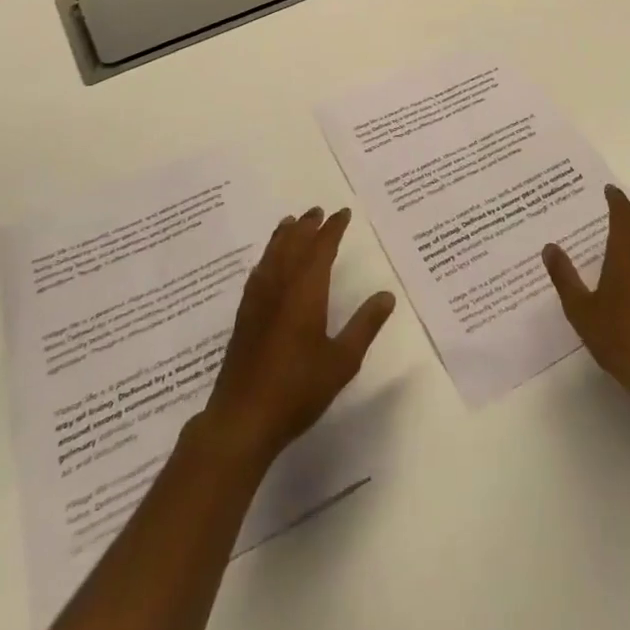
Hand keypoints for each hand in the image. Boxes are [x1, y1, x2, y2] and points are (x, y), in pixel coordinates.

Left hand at [203, 207, 395, 466]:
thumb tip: (387, 295)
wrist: (242, 419)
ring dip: (284, 236)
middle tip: (318, 210)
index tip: (343, 213)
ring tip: (292, 222)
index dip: (333, 228)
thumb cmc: (298, 389)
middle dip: (308, 226)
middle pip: (294, 244)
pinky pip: (258, 272)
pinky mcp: (244, 316)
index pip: (321, 248)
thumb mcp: (342, 361)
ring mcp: (258, 300)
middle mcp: (280, 286)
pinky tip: (267, 262)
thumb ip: (364, 325)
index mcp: (306, 290)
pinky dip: (267, 257)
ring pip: (273, 255)